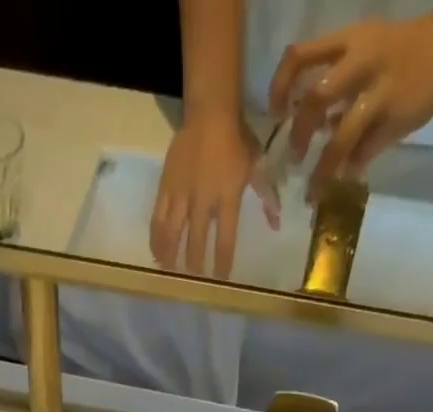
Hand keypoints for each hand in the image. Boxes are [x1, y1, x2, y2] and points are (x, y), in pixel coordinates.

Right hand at [150, 111, 278, 278]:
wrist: (210, 111)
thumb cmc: (236, 139)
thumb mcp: (256, 165)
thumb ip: (266, 195)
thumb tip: (276, 223)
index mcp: (227, 195)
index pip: (225, 236)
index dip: (222, 260)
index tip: (220, 277)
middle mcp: (203, 199)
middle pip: (196, 239)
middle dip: (194, 262)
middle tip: (193, 279)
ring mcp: (182, 194)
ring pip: (173, 232)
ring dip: (171, 254)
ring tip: (170, 270)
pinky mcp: (166, 187)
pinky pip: (158, 218)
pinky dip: (156, 238)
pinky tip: (156, 253)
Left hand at [269, 17, 432, 198]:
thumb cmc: (395, 52)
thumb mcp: (362, 49)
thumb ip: (332, 82)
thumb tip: (302, 124)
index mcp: (349, 41)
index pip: (301, 55)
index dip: (280, 86)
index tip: (276, 114)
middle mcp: (362, 62)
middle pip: (316, 98)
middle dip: (299, 133)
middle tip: (295, 157)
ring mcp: (381, 91)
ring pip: (341, 136)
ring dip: (323, 169)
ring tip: (313, 191)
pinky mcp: (396, 119)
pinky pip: (365, 153)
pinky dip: (351, 170)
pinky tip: (345, 179)